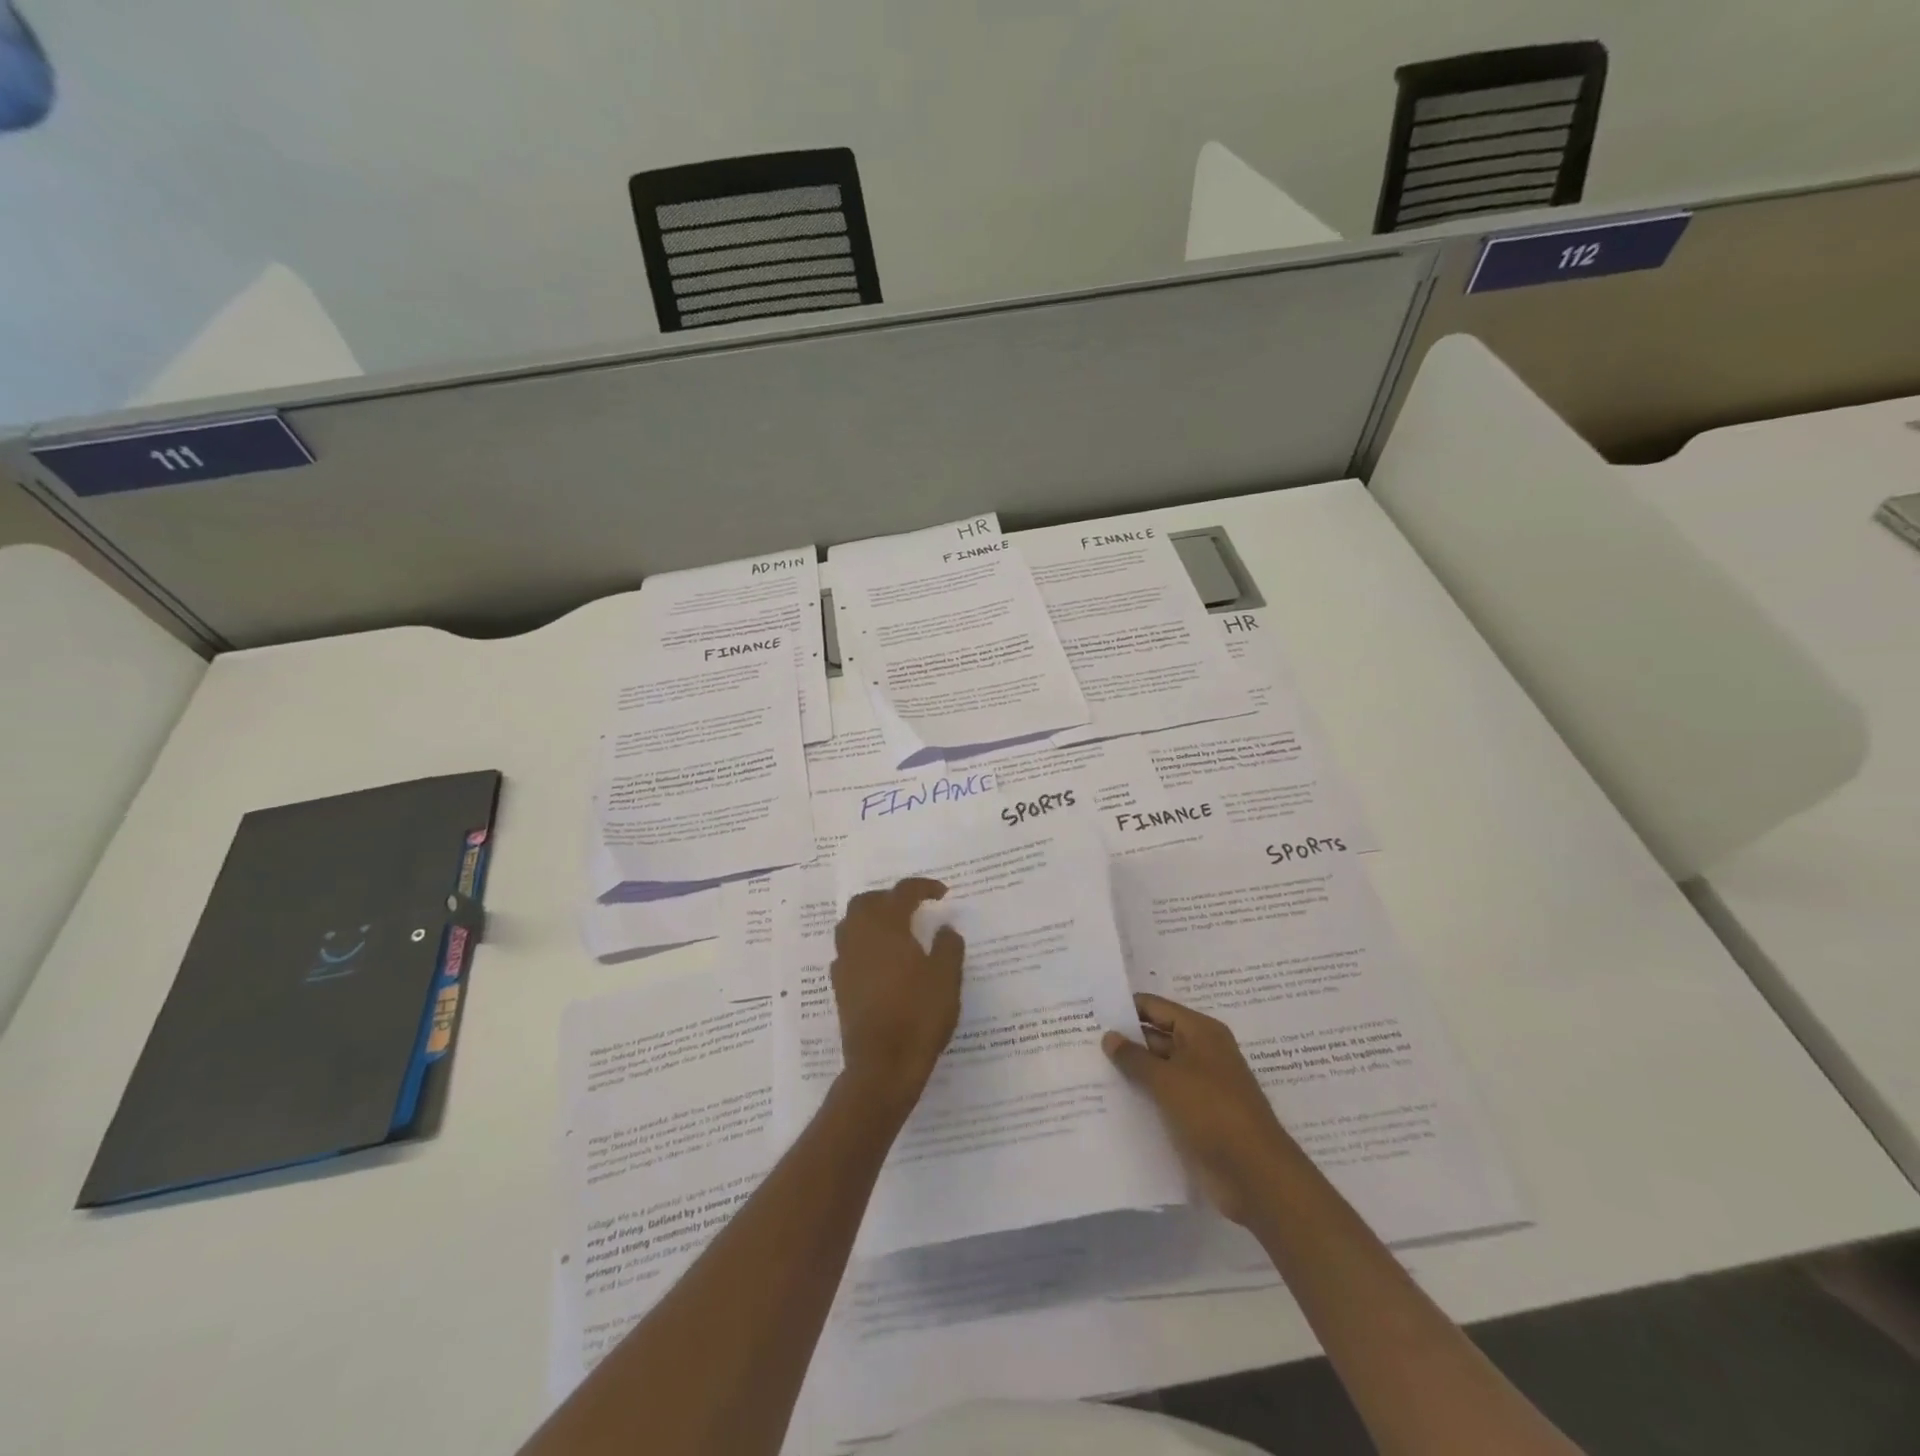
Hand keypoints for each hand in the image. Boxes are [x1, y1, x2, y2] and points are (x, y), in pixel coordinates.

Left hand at [831, 878, 965, 1112]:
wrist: (882, 1064)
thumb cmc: (918, 1015)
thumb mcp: (946, 978)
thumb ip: (948, 947)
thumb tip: (945, 929)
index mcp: (887, 927)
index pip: (902, 892)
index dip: (923, 887)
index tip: (942, 893)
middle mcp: (860, 937)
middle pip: (866, 902)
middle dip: (889, 897)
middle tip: (912, 907)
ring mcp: (845, 961)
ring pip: (851, 924)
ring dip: (871, 918)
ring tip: (895, 930)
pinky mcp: (840, 985)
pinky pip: (848, 950)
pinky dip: (863, 945)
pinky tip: (881, 961)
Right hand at [1103, 992, 1290, 1224]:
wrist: (1255, 1174)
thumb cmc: (1211, 1111)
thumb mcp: (1167, 1080)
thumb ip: (1134, 1057)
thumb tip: (1109, 1036)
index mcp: (1200, 1032)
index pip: (1156, 1007)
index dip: (1125, 1008)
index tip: (1092, 1011)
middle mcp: (1201, 1052)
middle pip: (1156, 1036)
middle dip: (1124, 1040)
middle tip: (1082, 1040)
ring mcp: (1200, 1085)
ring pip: (1158, 1068)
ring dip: (1131, 1070)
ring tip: (1088, 1068)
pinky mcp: (1197, 1114)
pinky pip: (1164, 1096)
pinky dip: (1143, 1095)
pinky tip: (1112, 1100)